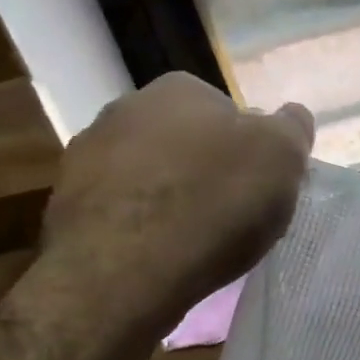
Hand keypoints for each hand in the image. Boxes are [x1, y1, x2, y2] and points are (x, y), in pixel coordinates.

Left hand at [39, 74, 313, 340]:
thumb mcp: (282, 157)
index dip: (252, 150)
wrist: (124, 271)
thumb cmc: (214, 203)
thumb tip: (292, 115)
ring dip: (173, 196)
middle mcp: (126, 108)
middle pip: (188, 141)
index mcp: (181, 89)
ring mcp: (87, 155)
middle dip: (209, 169)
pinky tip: (162, 254)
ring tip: (198, 240)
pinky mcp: (66, 204)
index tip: (262, 185)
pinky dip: (144, 226)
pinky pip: (123, 209)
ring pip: (152, 174)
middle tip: (235, 212)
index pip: (230, 113)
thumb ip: (292, 128)